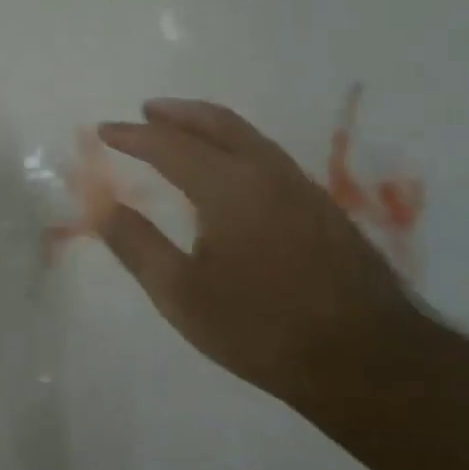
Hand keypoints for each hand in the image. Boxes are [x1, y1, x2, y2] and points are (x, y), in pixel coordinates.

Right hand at [98, 99, 422, 402]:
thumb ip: (137, 245)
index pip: (170, 146)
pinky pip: (267, 155)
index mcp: (228, 187)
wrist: (366, 359)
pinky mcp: (322, 207)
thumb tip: (102, 208)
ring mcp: (301, 187)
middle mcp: (266, 172)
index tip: (104, 130)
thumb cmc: (260, 328)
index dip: (133, 136)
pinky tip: (229, 170)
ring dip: (209, 125)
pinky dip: (235, 145)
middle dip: (177, 113)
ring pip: (248, 136)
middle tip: (147, 110)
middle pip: (217, 123)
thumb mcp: (181, 294)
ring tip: (182, 130)